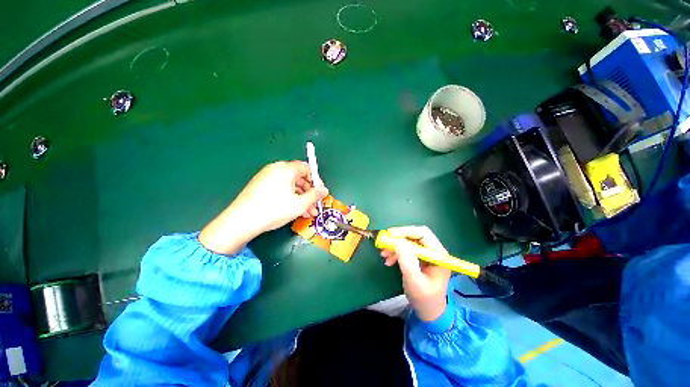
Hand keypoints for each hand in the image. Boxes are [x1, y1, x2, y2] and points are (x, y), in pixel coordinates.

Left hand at [200, 161, 328, 254]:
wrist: (241, 221)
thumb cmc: (274, 209)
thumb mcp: (299, 204)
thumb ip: (315, 195)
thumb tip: (324, 190)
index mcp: (286, 169)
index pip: (306, 168)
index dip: (316, 180)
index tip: (320, 193)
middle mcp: (276, 169)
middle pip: (299, 177)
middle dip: (309, 193)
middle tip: (315, 206)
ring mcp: (266, 177)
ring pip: (290, 185)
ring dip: (301, 198)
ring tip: (307, 213)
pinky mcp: (260, 186)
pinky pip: (280, 189)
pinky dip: (289, 198)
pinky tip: (294, 211)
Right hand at [380, 226, 451, 321]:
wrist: (428, 311)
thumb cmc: (424, 298)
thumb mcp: (415, 281)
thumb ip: (407, 262)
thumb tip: (398, 242)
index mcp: (438, 254)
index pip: (423, 233)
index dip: (406, 231)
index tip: (390, 235)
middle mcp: (433, 250)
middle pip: (414, 235)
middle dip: (398, 239)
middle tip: (384, 243)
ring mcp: (425, 253)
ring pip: (408, 241)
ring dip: (394, 246)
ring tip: (384, 255)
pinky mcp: (418, 257)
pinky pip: (405, 249)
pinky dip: (395, 252)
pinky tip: (388, 260)